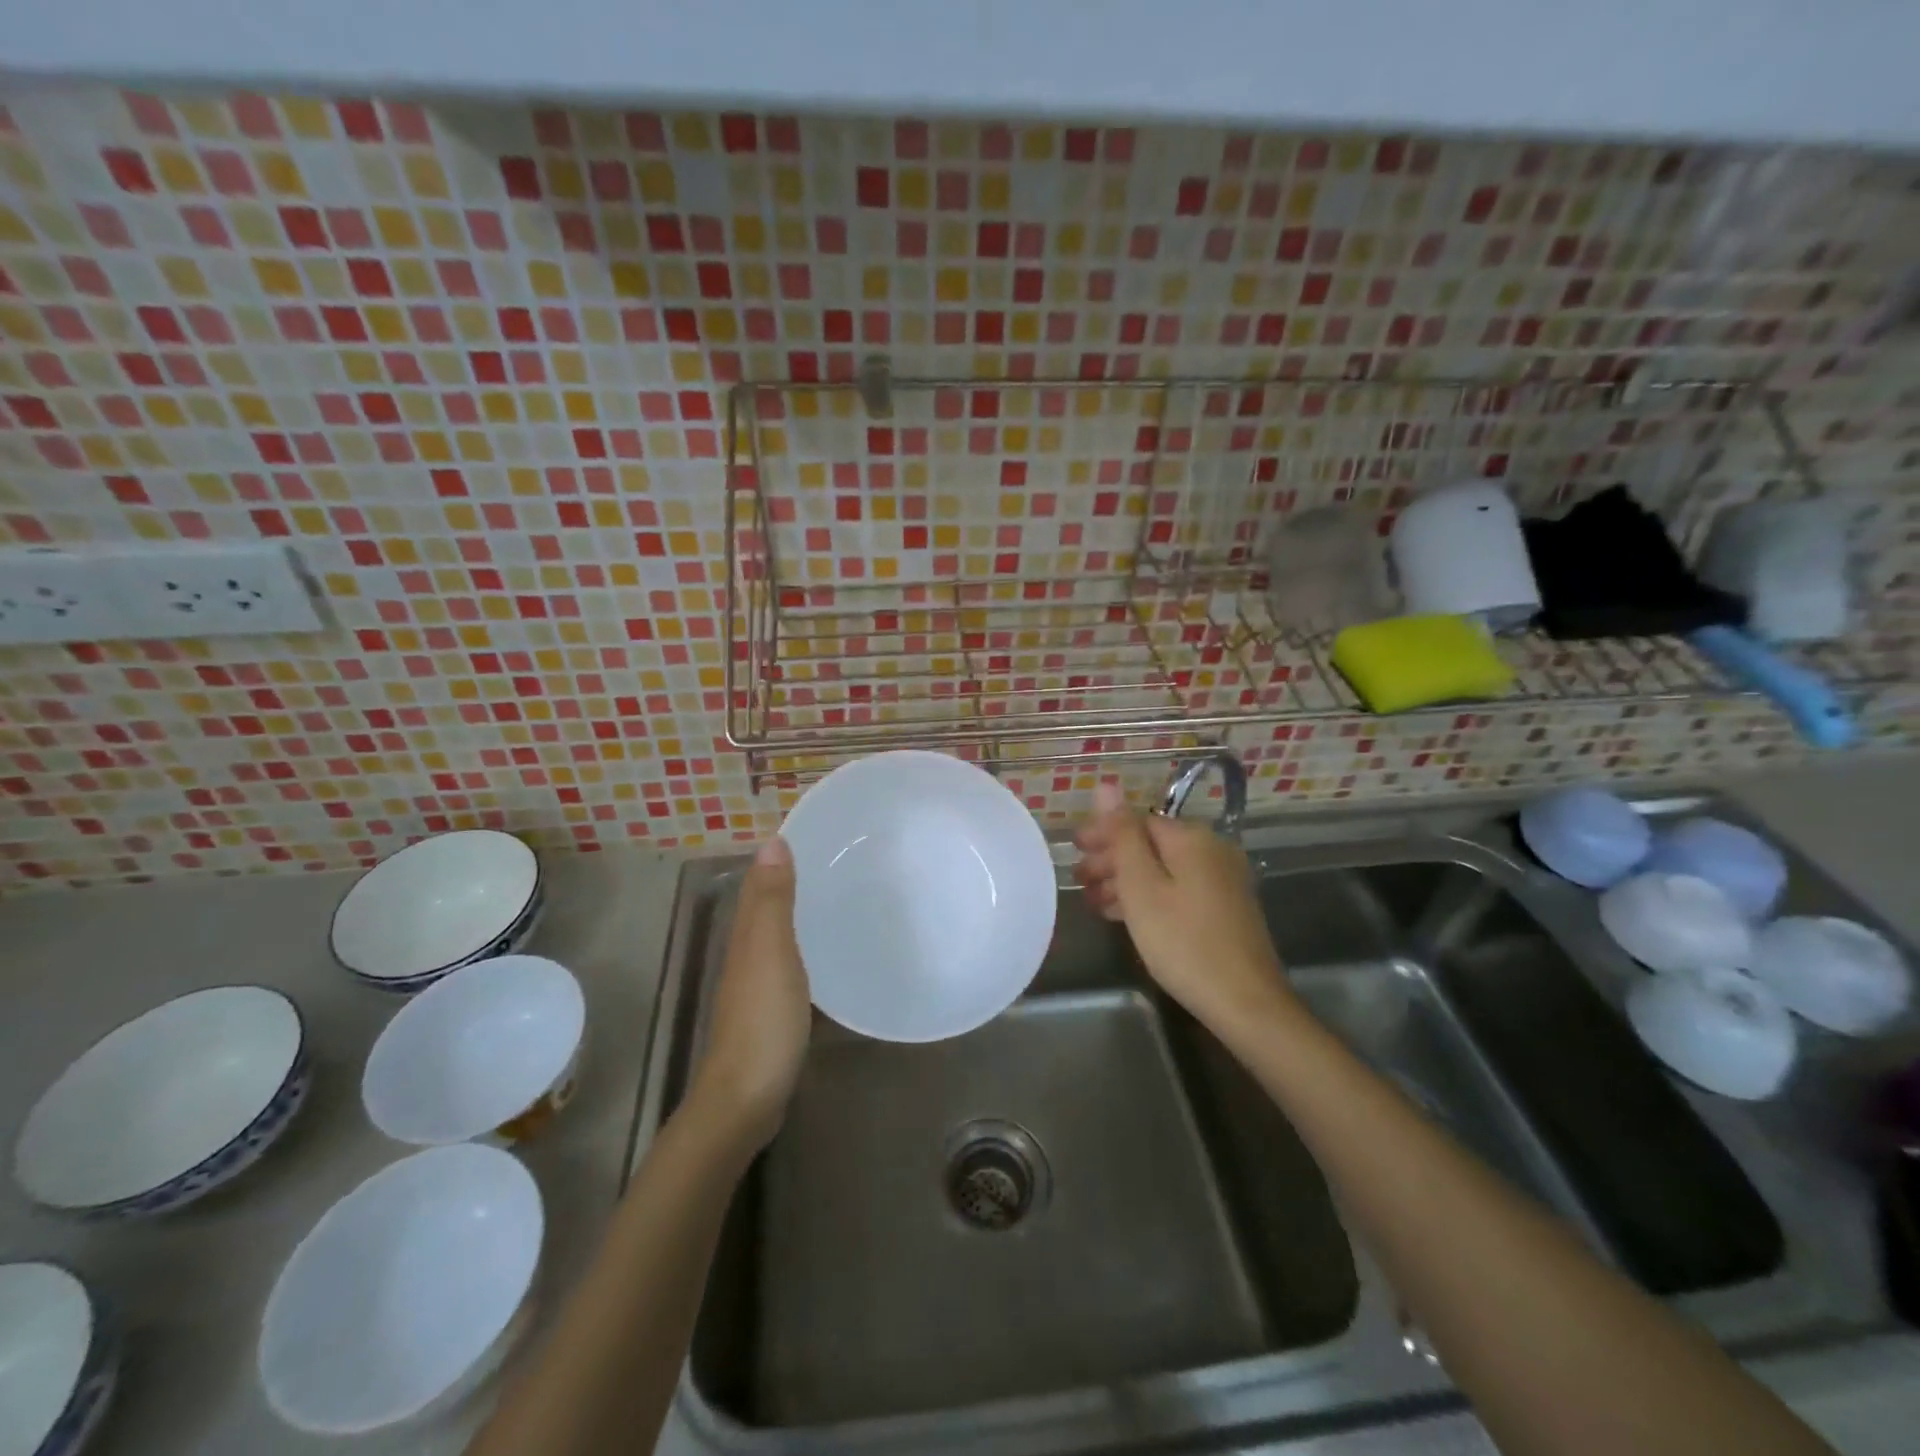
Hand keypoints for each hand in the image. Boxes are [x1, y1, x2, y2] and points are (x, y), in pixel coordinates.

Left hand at [690, 837, 811, 1149]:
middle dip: (793, 881)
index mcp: (747, 936)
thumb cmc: (763, 1020)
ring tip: (839, 898)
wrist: (746, 1097)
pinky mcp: (772, 1012)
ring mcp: (757, 986)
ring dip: (799, 914)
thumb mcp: (771, 953)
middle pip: (768, 907)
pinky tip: (827, 953)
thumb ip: (772, 901)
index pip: (760, 884)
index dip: (780, 858)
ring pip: (777, 936)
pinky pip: (789, 964)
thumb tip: (772, 842)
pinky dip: (804, 948)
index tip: (818, 835)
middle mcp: (747, 954)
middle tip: (840, 862)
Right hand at [1074, 783, 1295, 1035]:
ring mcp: (1222, 880)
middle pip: (1151, 843)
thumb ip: (1122, 834)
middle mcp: (1212, 850)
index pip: (1138, 820)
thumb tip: (1106, 784)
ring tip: (1094, 902)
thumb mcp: (1141, 886)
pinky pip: (1178, 889)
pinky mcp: (1226, 908)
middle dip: (1112, 858)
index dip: (1103, 833)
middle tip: (1078, 880)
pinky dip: (1150, 897)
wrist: (1245, 1002)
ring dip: (1127, 881)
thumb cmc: (1182, 941)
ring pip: (1163, 869)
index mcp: (1191, 838)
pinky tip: (1127, 917)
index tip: (1073, 852)